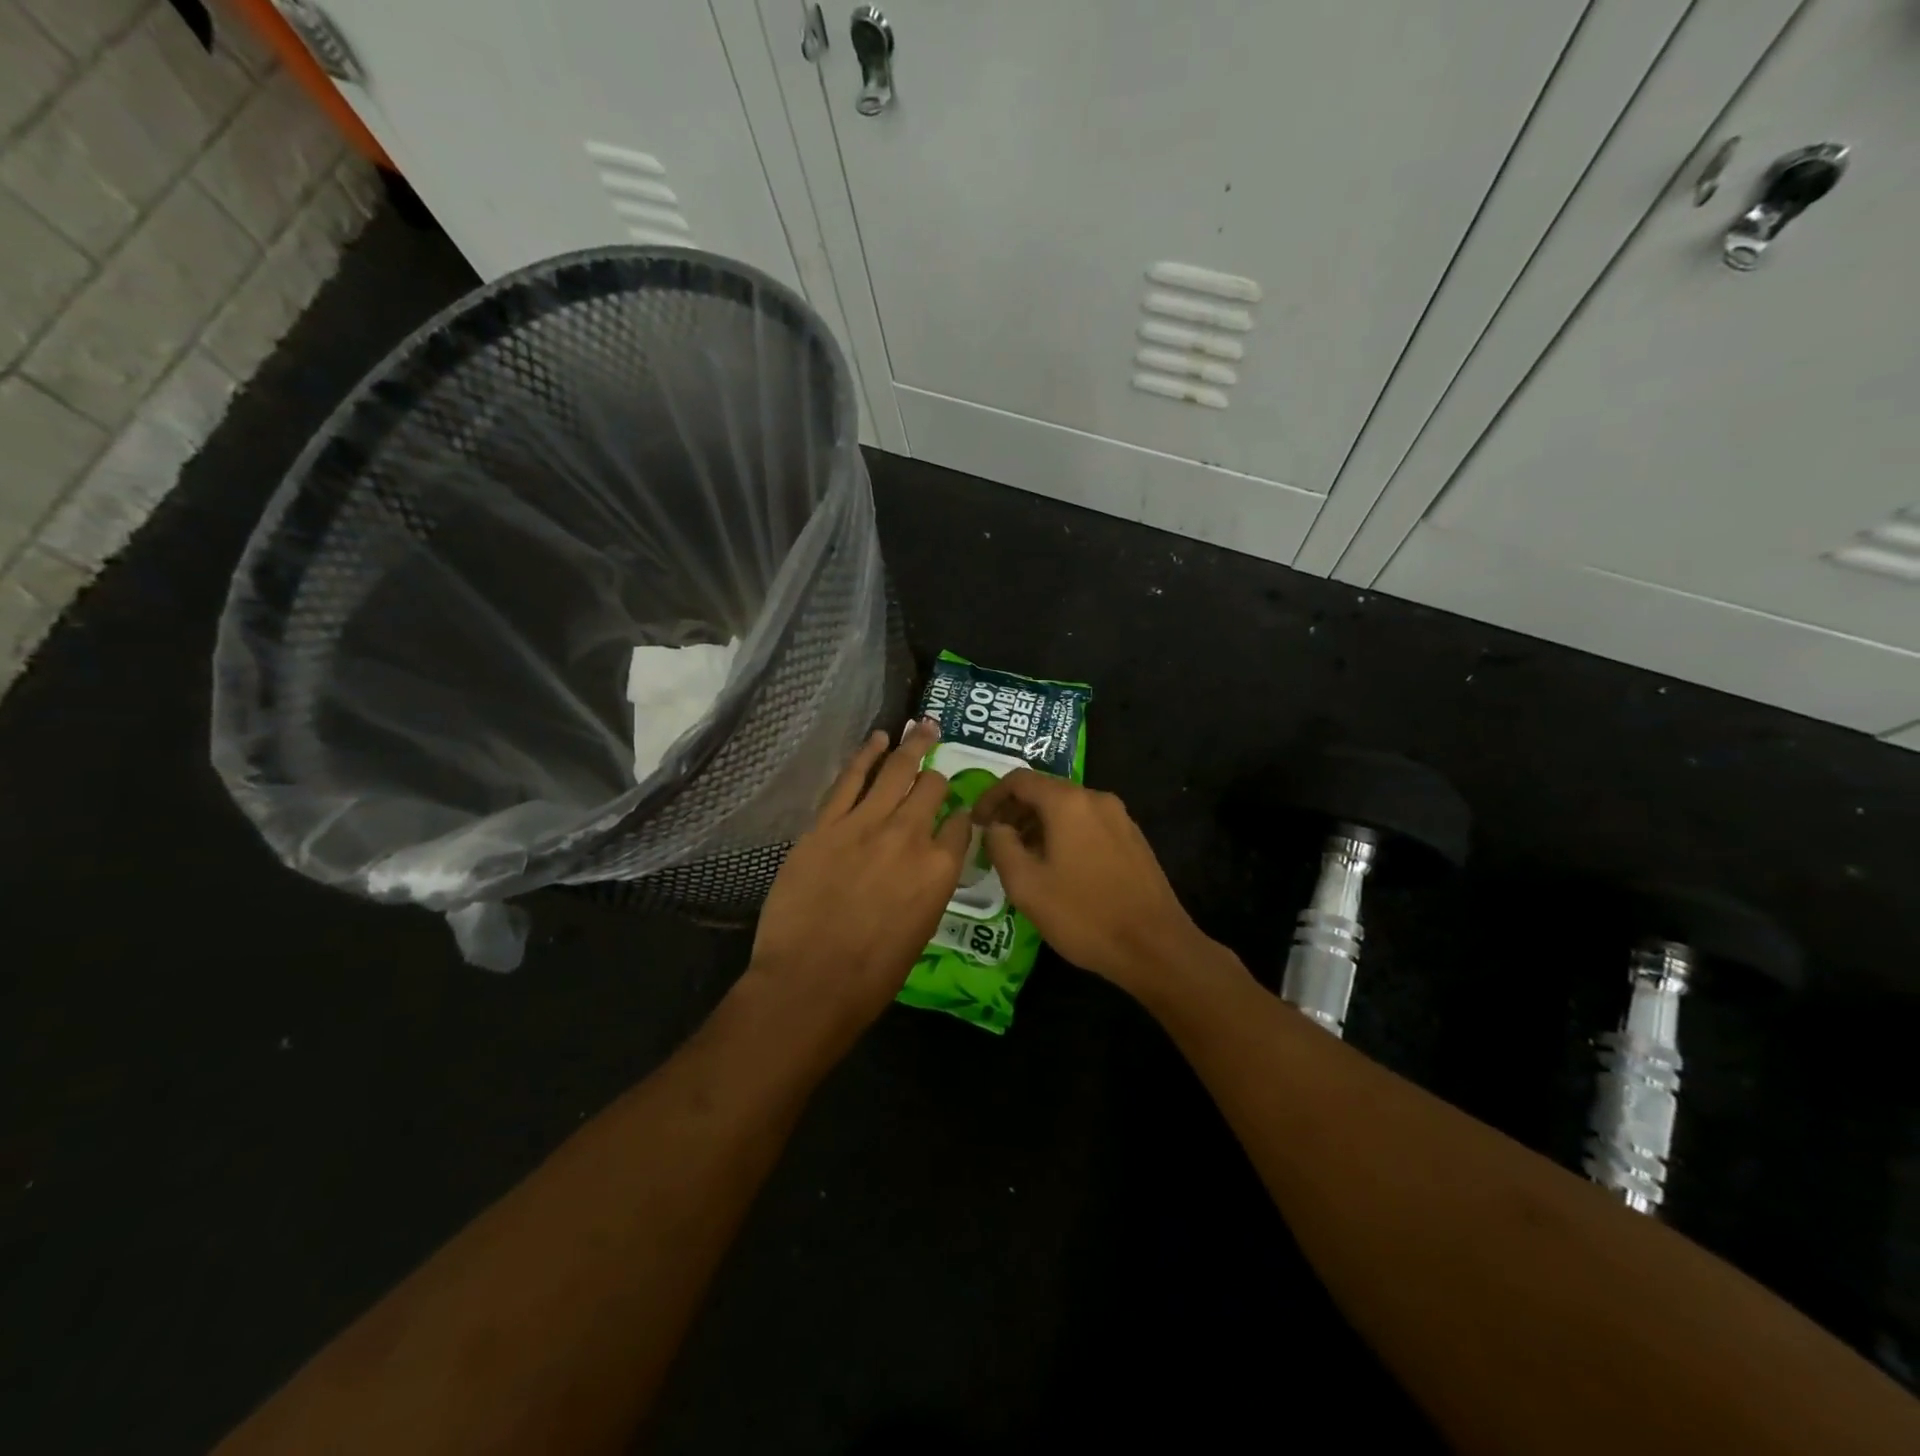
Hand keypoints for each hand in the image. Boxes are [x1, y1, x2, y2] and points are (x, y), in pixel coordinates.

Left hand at [748, 719, 969, 1032]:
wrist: (810, 981)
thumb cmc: (871, 974)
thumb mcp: (920, 930)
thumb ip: (927, 887)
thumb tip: (925, 865)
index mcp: (939, 869)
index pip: (960, 826)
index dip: (959, 816)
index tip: (955, 814)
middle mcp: (910, 836)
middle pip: (932, 789)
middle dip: (936, 776)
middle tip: (938, 760)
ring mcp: (866, 824)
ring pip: (897, 772)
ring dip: (913, 746)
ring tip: (923, 727)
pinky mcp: (827, 823)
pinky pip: (851, 778)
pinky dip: (866, 754)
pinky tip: (878, 739)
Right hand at [973, 772, 1213, 1000]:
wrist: (1155, 947)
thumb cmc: (1083, 914)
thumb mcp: (1026, 885)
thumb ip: (1001, 846)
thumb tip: (996, 827)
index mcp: (1068, 802)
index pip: (1019, 780)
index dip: (991, 797)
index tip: (976, 823)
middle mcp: (1096, 798)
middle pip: (1045, 791)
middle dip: (1014, 811)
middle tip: (995, 843)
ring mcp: (1120, 818)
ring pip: (1068, 809)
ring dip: (1038, 825)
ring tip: (1022, 859)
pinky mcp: (1133, 839)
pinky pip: (1088, 824)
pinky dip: (1064, 834)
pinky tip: (1058, 868)